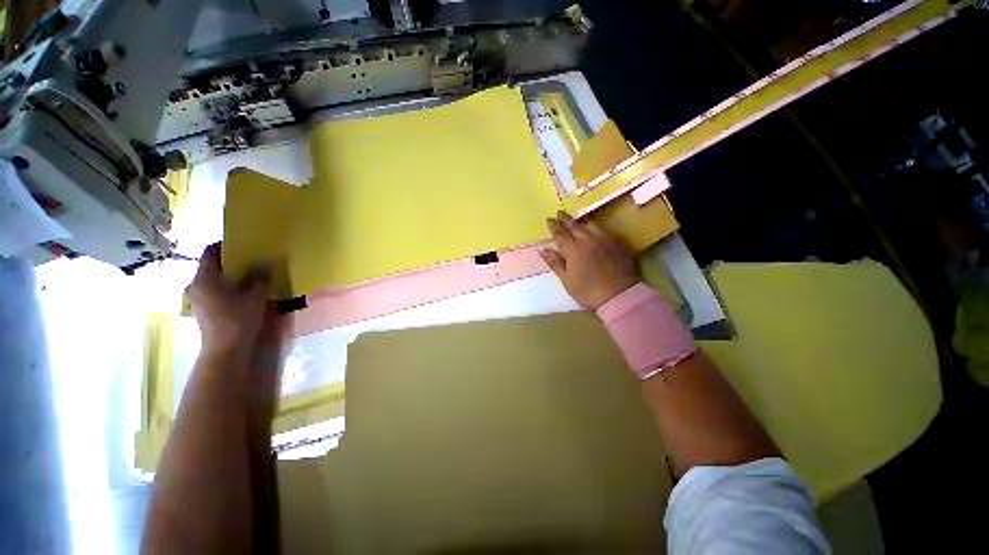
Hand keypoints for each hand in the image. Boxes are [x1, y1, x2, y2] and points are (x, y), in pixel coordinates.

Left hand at [185, 243, 270, 355]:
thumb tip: (264, 265)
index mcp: (204, 278)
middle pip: (211, 266)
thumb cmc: (238, 319)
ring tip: (248, 275)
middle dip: (229, 261)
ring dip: (228, 276)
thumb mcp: (255, 296)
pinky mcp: (202, 309)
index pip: (210, 252)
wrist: (225, 350)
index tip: (241, 242)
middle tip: (249, 259)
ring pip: (212, 279)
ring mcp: (196, 298)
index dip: (224, 245)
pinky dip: (226, 287)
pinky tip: (242, 291)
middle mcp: (195, 285)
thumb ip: (260, 278)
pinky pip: (213, 290)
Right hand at [540, 211, 639, 310]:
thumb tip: (542, 250)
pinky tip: (593, 228)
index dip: (554, 226)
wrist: (619, 296)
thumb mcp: (567, 281)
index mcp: (573, 250)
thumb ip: (555, 263)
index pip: (560, 234)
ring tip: (575, 218)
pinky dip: (594, 226)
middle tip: (559, 213)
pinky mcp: (616, 242)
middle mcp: (588, 240)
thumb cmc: (588, 291)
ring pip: (589, 225)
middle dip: (565, 219)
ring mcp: (604, 239)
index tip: (549, 219)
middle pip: (574, 226)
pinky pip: (603, 229)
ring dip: (580, 220)